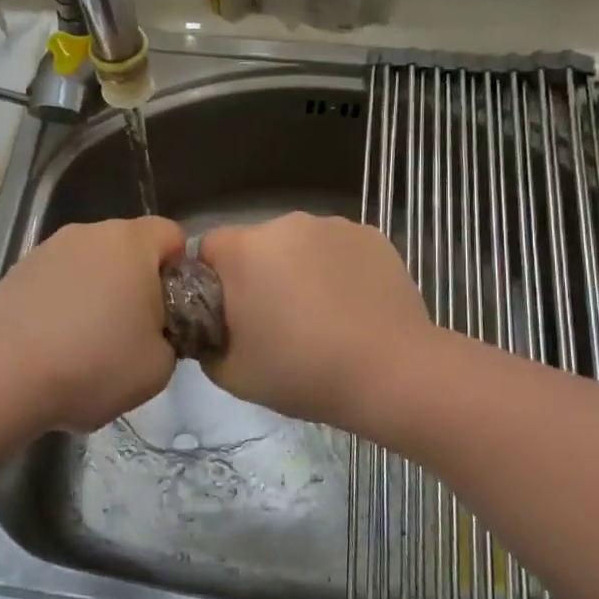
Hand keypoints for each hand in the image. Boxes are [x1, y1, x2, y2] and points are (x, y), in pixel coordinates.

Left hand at [0, 216, 185, 431]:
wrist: (6, 379)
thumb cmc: (95, 365)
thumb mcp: (160, 366)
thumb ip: (172, 336)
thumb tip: (156, 331)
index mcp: (131, 242)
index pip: (172, 235)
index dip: (180, 270)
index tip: (171, 311)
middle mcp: (89, 233)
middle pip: (129, 247)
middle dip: (138, 281)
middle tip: (135, 331)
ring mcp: (48, 249)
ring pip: (91, 263)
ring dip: (99, 290)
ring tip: (89, 341)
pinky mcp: (17, 271)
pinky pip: (58, 279)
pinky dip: (64, 301)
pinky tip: (55, 342)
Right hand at [198, 212, 432, 431]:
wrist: (391, 373)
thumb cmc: (302, 372)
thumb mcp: (231, 374)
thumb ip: (207, 343)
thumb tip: (213, 330)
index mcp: (244, 250)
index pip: (209, 249)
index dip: (214, 281)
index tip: (231, 315)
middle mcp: (285, 224)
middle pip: (257, 244)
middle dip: (260, 274)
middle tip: (277, 321)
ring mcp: (333, 226)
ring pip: (299, 245)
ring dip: (300, 269)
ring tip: (322, 316)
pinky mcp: (372, 235)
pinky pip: (338, 249)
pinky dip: (338, 269)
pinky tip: (353, 306)